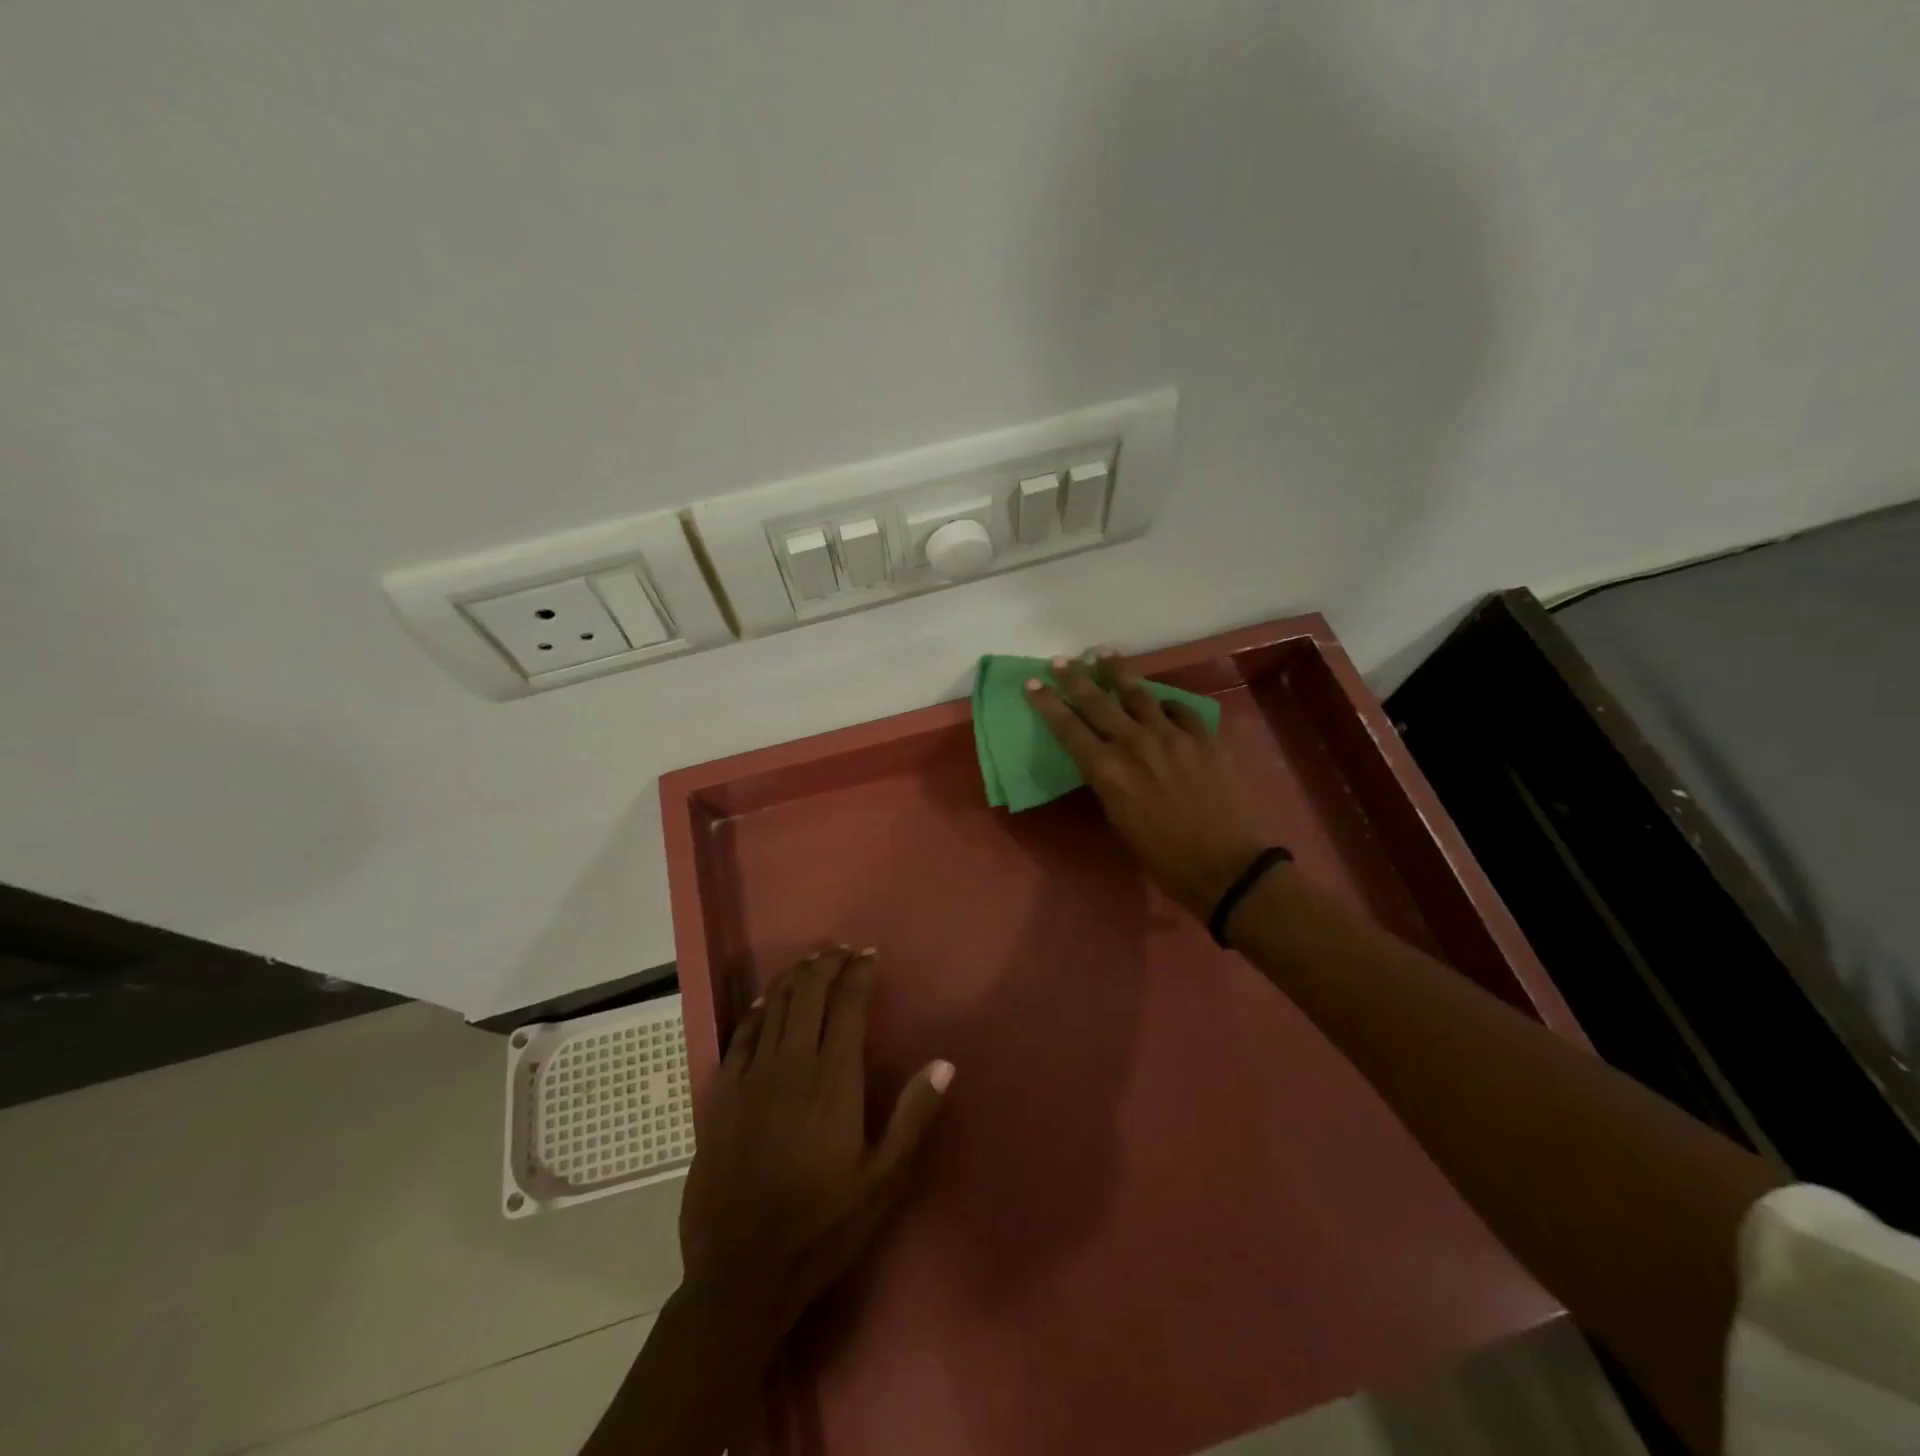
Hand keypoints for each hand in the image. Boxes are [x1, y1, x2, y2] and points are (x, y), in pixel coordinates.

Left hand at [679, 947, 952, 1335]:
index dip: (859, 973)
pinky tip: (765, 1003)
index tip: (870, 955)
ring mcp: (753, 1077)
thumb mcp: (883, 1180)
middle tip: (842, 951)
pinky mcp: (724, 1095)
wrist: (742, 1271)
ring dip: (795, 978)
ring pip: (775, 1007)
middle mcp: (792, 1064)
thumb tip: (943, 1063)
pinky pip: (741, 1036)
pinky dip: (756, 1011)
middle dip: (827, 965)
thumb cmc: (823, 1226)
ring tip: (811, 963)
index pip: (848, 1005)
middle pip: (809, 994)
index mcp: (834, 1079)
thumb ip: (912, 1116)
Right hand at [1027, 649, 1269, 919]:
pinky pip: (1179, 710)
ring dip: (1118, 672)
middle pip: (1098, 702)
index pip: (1068, 728)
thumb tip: (1105, 762)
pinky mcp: (1203, 736)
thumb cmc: (1163, 858)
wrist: (1226, 865)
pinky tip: (1160, 700)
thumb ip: (1108, 784)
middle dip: (1075, 678)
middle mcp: (1135, 743)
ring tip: (1104, 654)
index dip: (1048, 704)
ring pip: (1139, 694)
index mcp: (1108, 770)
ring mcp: (1172, 735)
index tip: (1032, 683)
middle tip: (1061, 660)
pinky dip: (1164, 703)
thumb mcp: (1119, 822)